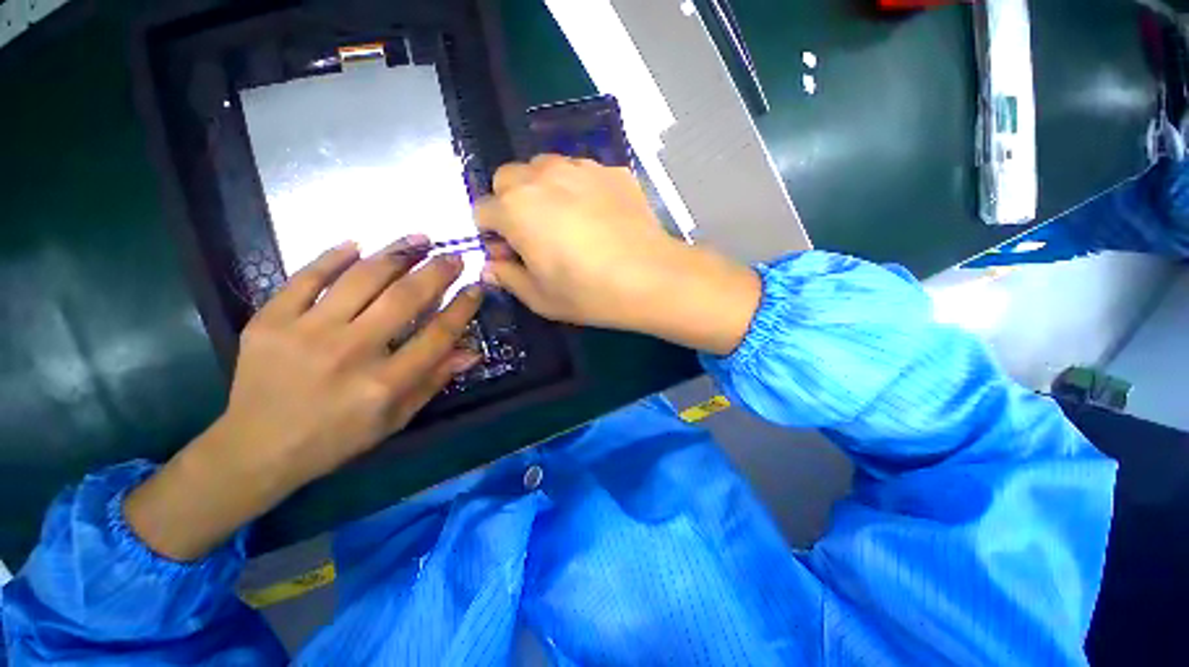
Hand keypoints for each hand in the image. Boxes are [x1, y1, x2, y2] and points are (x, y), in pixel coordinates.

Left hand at [125, 238, 482, 560]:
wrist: (256, 448)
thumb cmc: (337, 438)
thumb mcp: (396, 419)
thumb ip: (434, 381)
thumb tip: (472, 352)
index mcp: (385, 384)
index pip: (438, 334)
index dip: (462, 307)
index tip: (475, 288)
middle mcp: (350, 352)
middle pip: (405, 298)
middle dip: (437, 272)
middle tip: (454, 256)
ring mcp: (305, 332)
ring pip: (361, 279)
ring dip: (396, 253)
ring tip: (419, 239)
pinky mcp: (269, 321)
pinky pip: (306, 277)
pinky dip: (332, 256)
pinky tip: (357, 244)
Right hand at [478, 155, 761, 354]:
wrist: (650, 278)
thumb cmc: (588, 293)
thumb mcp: (540, 298)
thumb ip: (508, 278)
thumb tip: (491, 266)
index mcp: (515, 209)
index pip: (482, 210)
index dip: (491, 235)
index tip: (510, 254)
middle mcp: (542, 177)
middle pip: (508, 178)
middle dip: (510, 203)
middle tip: (535, 233)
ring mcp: (581, 168)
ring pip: (545, 168)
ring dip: (543, 190)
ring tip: (567, 221)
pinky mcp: (612, 171)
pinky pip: (583, 173)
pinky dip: (580, 189)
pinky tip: (600, 216)